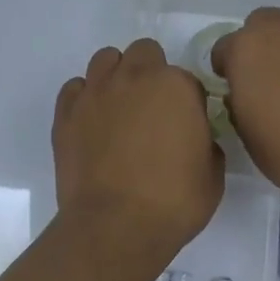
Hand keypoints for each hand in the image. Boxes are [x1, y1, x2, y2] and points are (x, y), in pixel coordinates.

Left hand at [51, 39, 223, 280]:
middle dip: (151, 73)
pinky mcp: (66, 113)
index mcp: (175, 86)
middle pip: (144, 52)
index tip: (185, 126)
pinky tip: (91, 121)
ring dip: (116, 76)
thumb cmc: (173, 202)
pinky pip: (74, 88)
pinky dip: (84, 98)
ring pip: (106, 59)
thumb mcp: (213, 174)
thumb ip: (206, 142)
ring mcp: (96, 92)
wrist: (115, 227)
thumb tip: (195, 137)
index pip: (186, 79)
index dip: (188, 102)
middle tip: (153, 110)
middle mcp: (134, 77)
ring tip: (119, 108)